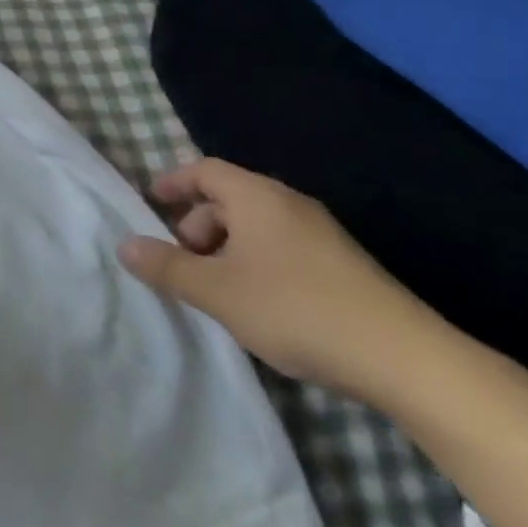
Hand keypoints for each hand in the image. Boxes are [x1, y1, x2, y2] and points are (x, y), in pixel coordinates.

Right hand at [119, 157, 439, 400]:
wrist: (403, 357)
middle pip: (229, 198)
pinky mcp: (341, 263)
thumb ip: (168, 268)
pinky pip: (281, 246)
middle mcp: (288, 203)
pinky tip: (255, 302)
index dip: (173, 182)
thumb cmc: (295, 309)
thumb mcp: (218, 292)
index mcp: (257, 197)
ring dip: (225, 248)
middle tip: (181, 261)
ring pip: (256, 226)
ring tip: (214, 288)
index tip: (150, 201)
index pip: (205, 170)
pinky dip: (254, 261)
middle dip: (197, 225)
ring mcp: (320, 233)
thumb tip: (124, 245)